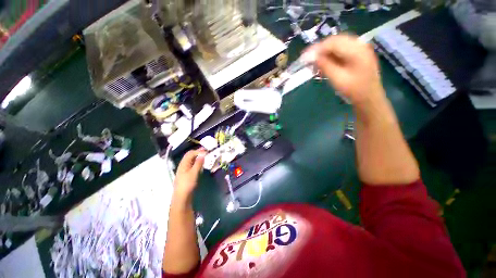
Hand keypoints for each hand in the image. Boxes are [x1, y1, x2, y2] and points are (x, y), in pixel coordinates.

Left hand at [173, 149, 205, 201]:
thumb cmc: (187, 184)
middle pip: (190, 156)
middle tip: (206, 152)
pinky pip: (192, 165)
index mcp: (183, 164)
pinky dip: (197, 163)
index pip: (190, 153)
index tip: (206, 151)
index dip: (198, 151)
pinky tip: (201, 165)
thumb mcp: (194, 173)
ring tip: (205, 157)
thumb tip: (202, 154)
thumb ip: (198, 163)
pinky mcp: (187, 174)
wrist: (182, 197)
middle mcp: (183, 165)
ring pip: (191, 161)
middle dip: (197, 153)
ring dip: (197, 157)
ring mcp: (184, 170)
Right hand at [310, 34, 384, 104]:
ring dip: (325, 52)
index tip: (305, 56)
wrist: (370, 97)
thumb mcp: (338, 79)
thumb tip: (313, 57)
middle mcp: (360, 44)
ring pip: (338, 44)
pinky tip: (325, 63)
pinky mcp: (359, 52)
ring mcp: (360, 47)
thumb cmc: (354, 90)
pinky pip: (342, 49)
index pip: (333, 43)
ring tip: (316, 62)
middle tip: (309, 60)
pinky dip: (332, 54)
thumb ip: (325, 66)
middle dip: (321, 49)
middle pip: (335, 41)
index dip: (317, 48)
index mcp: (357, 51)